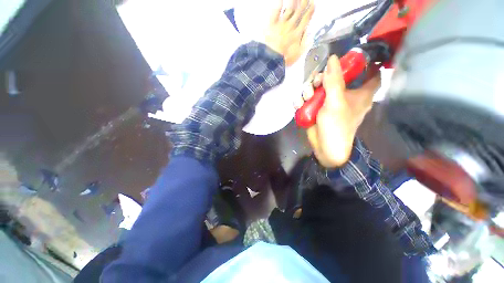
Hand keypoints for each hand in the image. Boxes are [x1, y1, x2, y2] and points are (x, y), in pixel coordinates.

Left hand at [265, 0, 314, 65]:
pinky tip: (281, 0)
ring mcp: (281, 24)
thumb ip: (305, 45)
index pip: (305, 20)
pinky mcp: (272, 24)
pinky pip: (275, 11)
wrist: (271, 58)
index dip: (310, 11)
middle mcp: (291, 26)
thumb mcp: (297, 54)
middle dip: (304, 3)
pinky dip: (278, 4)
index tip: (313, 4)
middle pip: (299, 11)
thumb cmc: (284, 58)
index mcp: (297, 34)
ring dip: (294, 1)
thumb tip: (311, 36)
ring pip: (289, 9)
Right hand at [297, 55, 380, 167]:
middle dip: (322, 78)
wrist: (325, 147)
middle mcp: (345, 95)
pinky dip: (302, 100)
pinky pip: (309, 98)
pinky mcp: (317, 108)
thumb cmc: (337, 126)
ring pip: (318, 87)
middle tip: (316, 84)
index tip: (351, 56)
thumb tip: (333, 58)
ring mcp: (328, 102)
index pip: (371, 72)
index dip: (365, 62)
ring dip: (308, 90)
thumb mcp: (336, 102)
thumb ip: (334, 80)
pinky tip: (300, 104)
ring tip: (306, 98)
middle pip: (335, 77)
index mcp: (360, 93)